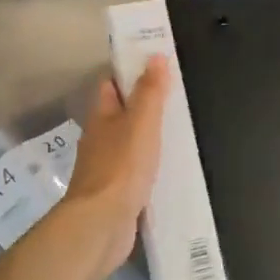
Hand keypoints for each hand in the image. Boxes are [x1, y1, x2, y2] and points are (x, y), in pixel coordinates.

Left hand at [61, 58, 170, 277]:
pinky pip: (135, 172)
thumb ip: (150, 92)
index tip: (156, 66)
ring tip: (179, 133)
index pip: (111, 86)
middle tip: (176, 100)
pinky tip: (169, 171)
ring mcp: (106, 168)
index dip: (130, 74)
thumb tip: (155, 56)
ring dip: (148, 139)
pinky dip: (149, 168)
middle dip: (143, 107)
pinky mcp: (116, 194)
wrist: (101, 224)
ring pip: (129, 144)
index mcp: (101, 117)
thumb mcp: (141, 122)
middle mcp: (100, 139)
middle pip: (120, 115)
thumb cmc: (121, 166)